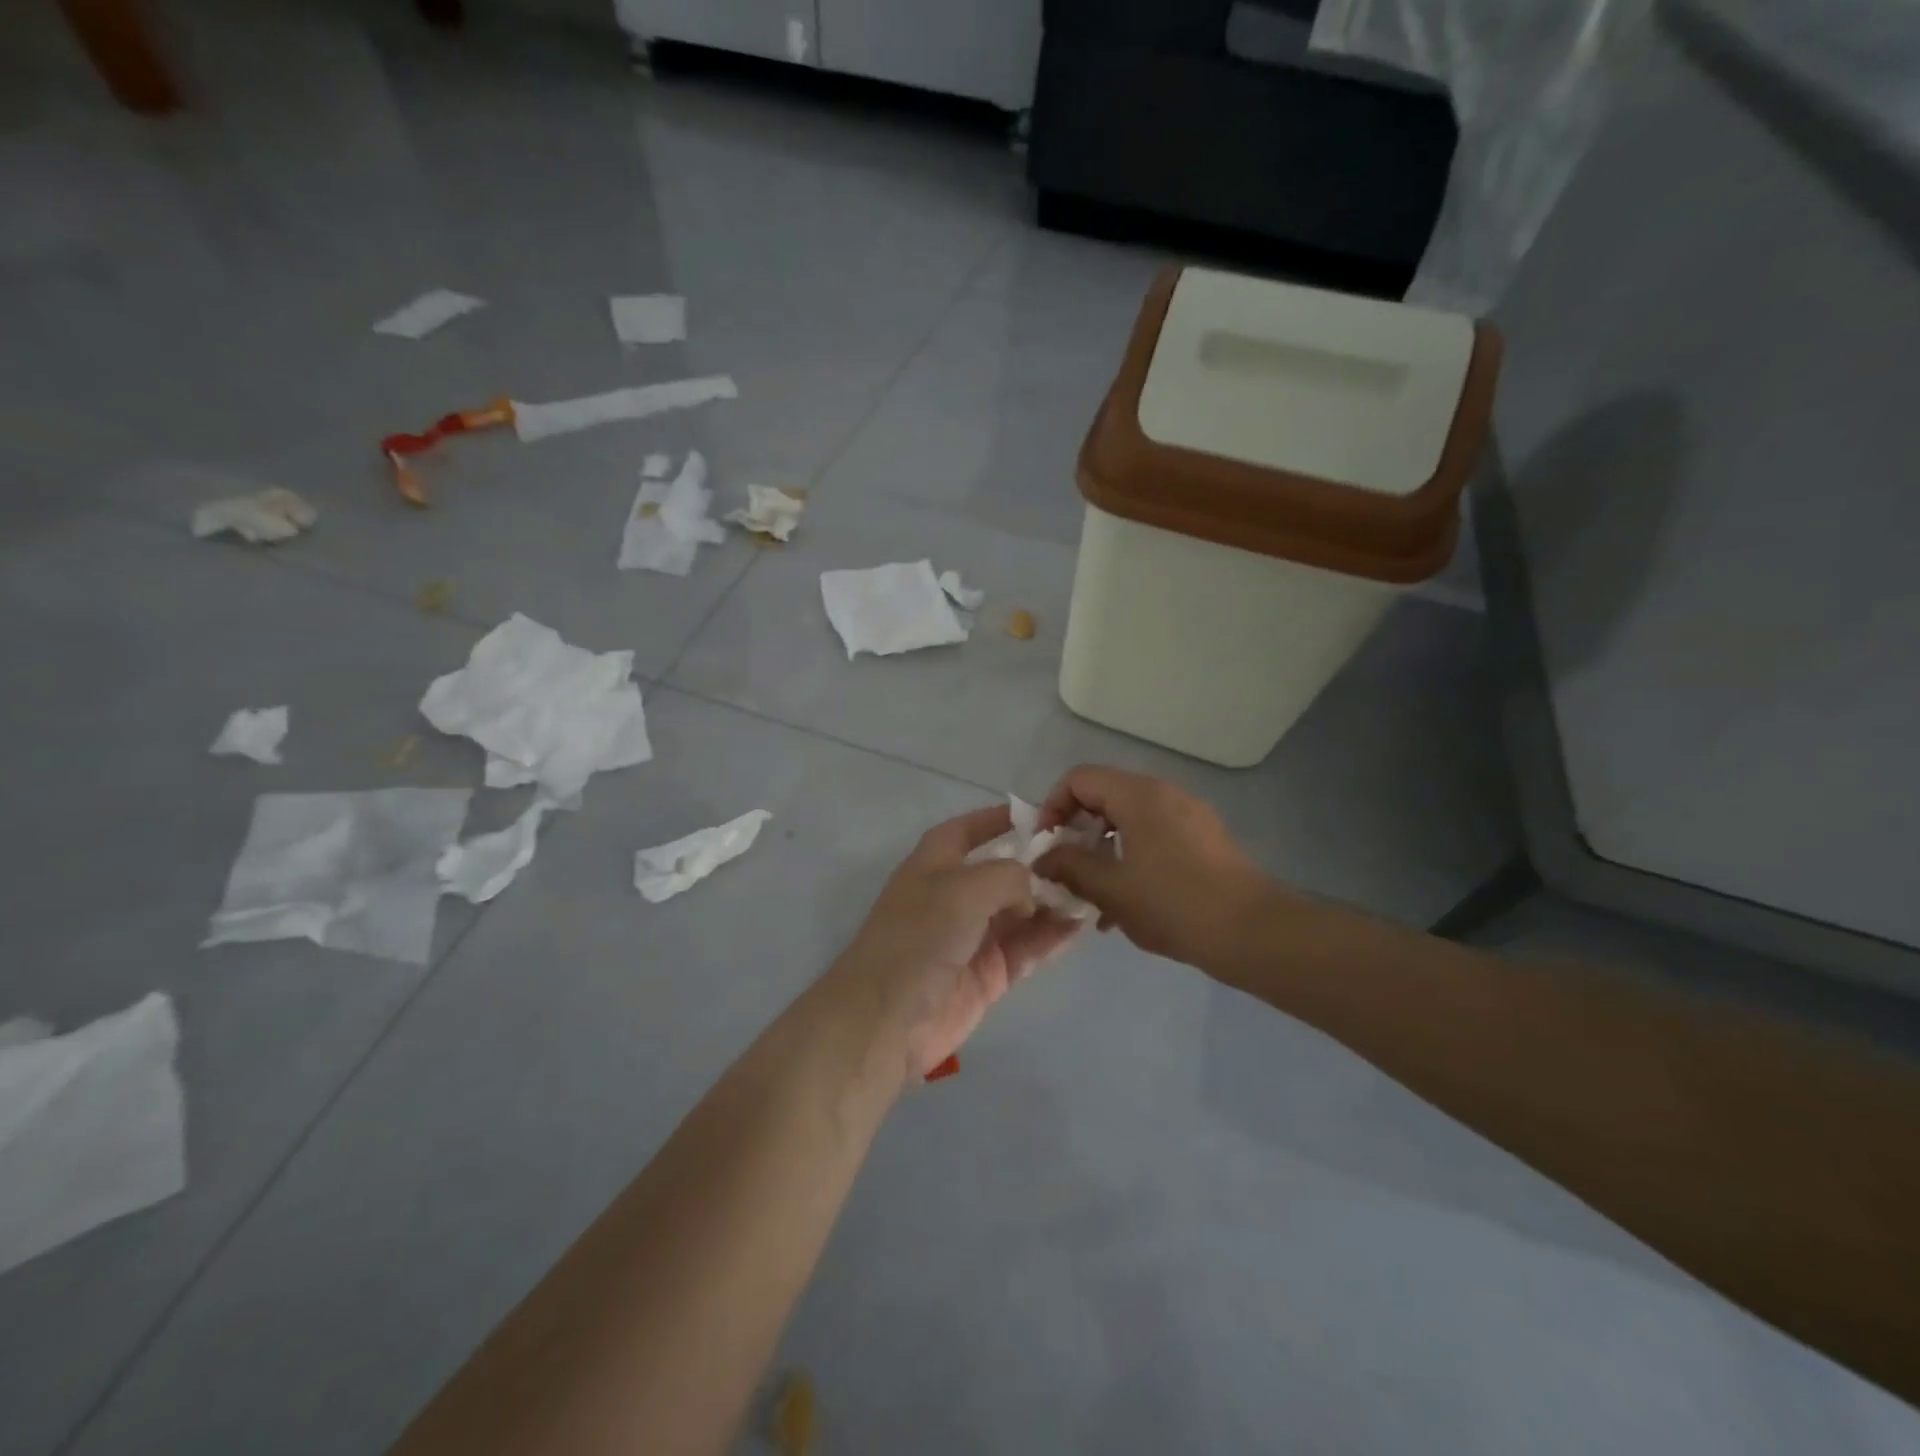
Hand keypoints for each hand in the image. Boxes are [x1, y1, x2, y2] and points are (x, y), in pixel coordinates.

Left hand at [834, 804, 1082, 1078]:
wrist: (889, 1018)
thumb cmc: (921, 935)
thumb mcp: (965, 888)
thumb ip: (1009, 876)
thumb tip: (1032, 892)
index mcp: (935, 864)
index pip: (968, 830)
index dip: (997, 819)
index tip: (1040, 815)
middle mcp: (954, 895)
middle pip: (1003, 872)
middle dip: (1039, 865)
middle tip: (1085, 858)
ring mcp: (972, 936)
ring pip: (1021, 911)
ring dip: (1052, 902)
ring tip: (1093, 891)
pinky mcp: (988, 974)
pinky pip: (1026, 947)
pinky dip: (1051, 936)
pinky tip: (1081, 925)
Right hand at [1033, 766, 1273, 968]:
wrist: (1253, 932)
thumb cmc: (1174, 904)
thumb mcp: (1111, 889)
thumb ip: (1070, 867)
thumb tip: (1042, 859)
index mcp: (1138, 795)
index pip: (1079, 779)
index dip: (1053, 807)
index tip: (1047, 845)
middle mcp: (1164, 794)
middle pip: (1105, 797)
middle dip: (1078, 832)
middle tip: (1068, 871)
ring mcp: (1189, 815)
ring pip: (1130, 821)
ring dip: (1104, 851)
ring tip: (1095, 897)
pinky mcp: (1204, 839)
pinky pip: (1154, 836)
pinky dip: (1132, 858)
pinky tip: (1129, 904)